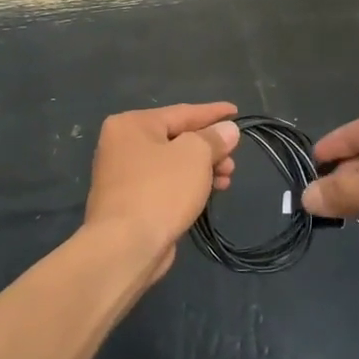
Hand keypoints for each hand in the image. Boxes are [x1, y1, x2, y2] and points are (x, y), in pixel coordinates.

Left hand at [85, 103, 239, 282]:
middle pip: (176, 138)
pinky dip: (188, 185)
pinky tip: (208, 193)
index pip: (182, 112)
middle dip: (209, 148)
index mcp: (132, 124)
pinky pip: (165, 185)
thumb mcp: (195, 155)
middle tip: (233, 160)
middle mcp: (122, 145)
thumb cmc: (160, 190)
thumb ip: (213, 138)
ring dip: (203, 169)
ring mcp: (123, 176)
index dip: (213, 113)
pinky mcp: (129, 203)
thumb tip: (227, 130)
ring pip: (173, 164)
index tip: (237, 112)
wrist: (125, 246)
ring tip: (226, 180)